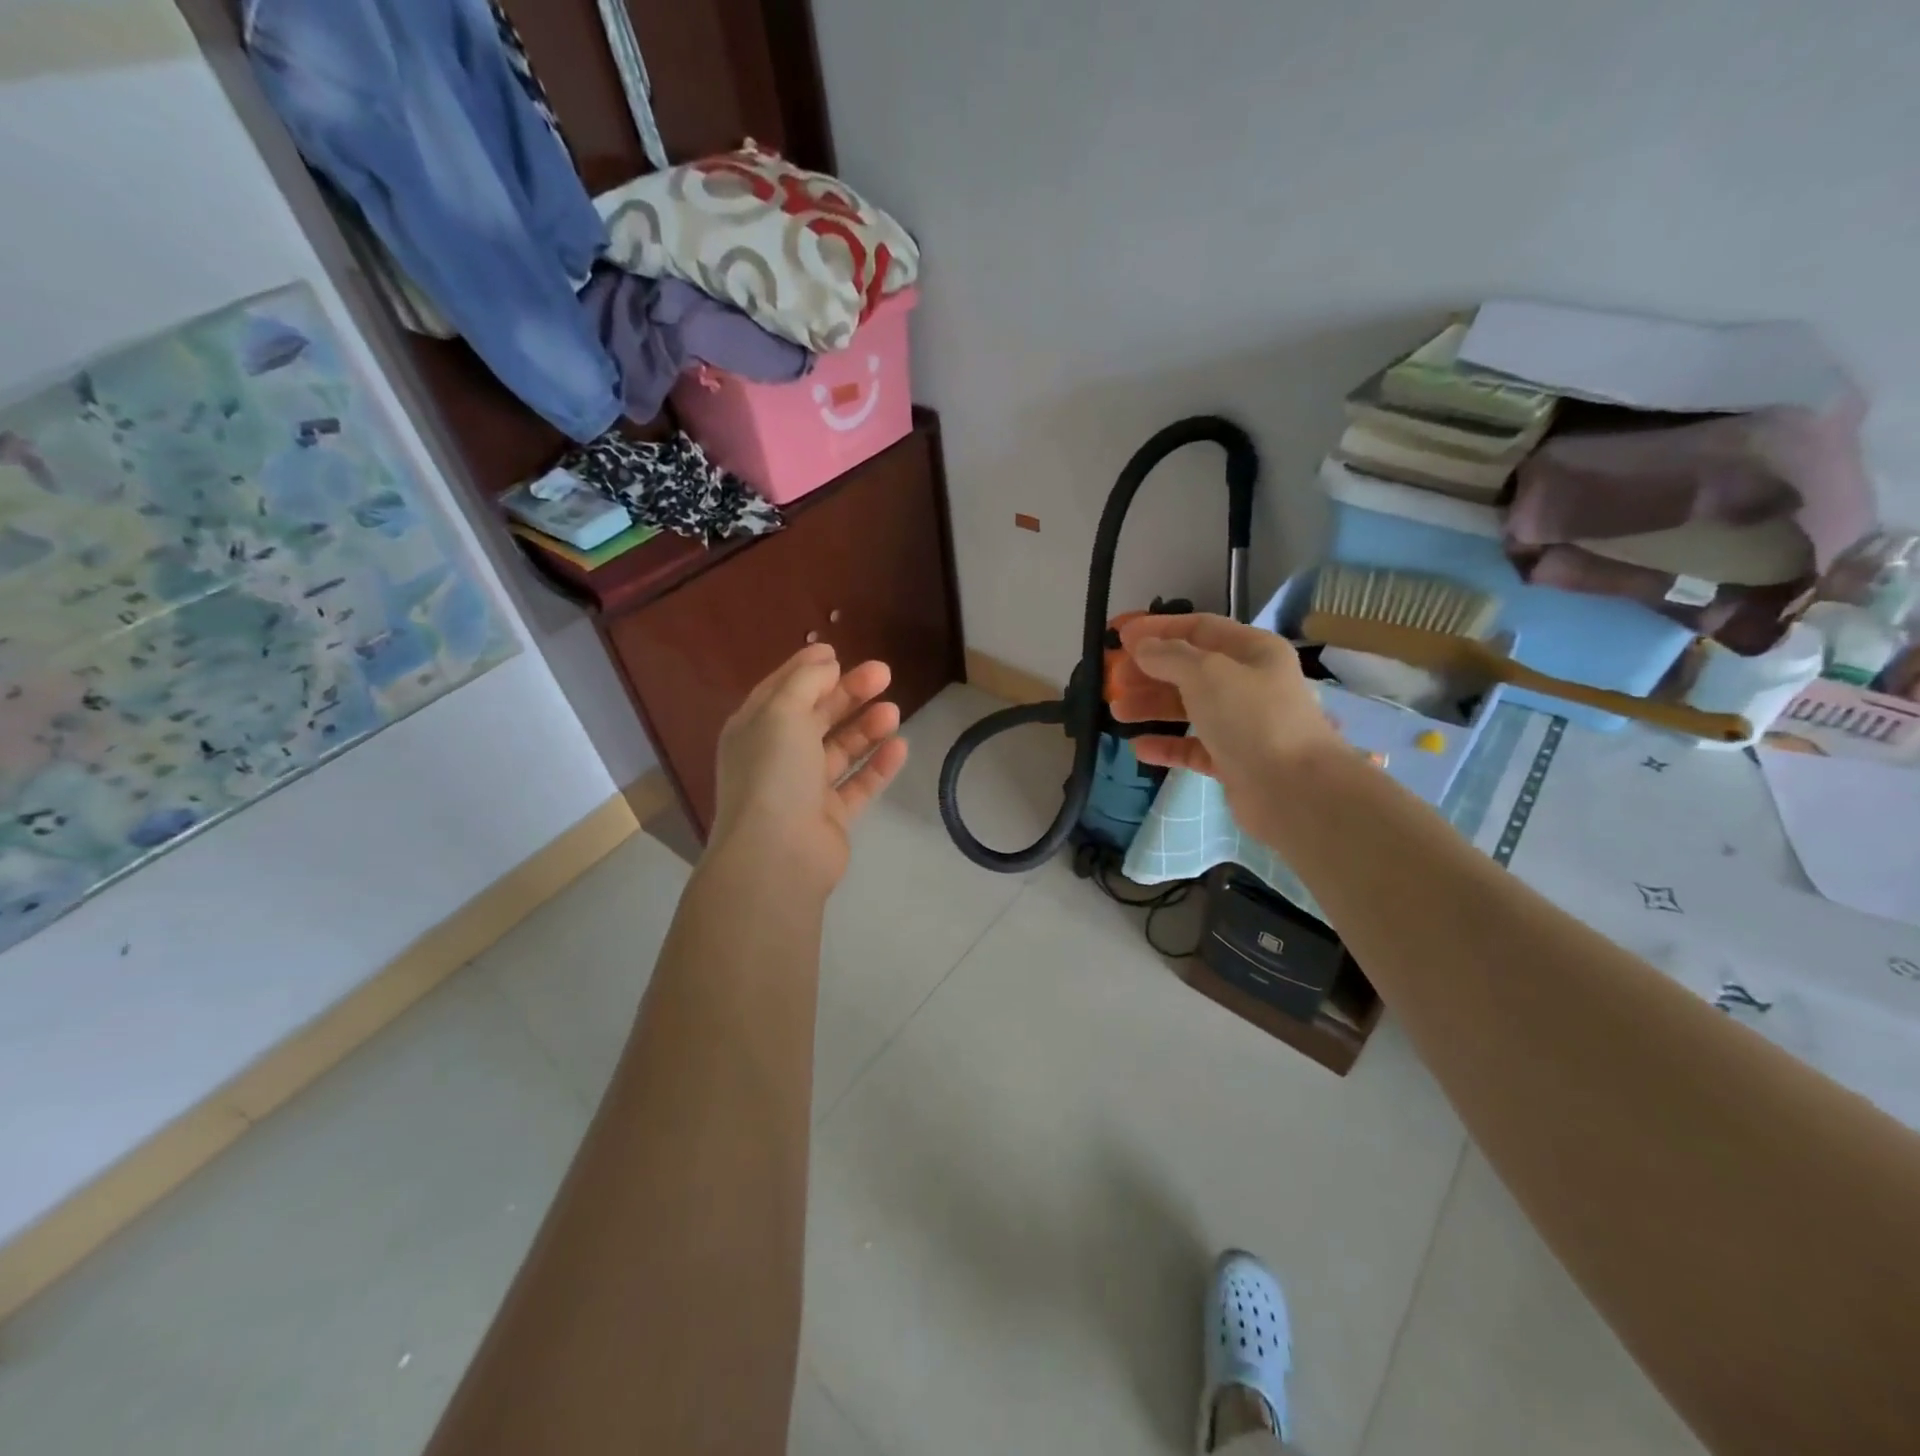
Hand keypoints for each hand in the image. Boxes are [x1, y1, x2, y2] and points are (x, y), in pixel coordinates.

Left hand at [708, 644, 908, 894]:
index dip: (808, 669)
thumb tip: (826, 662)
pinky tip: (900, 745)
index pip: (781, 690)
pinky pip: (858, 784)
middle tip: (884, 673)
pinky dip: (877, 765)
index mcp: (754, 729)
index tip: (838, 652)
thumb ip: (806, 681)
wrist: (777, 853)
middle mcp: (776, 757)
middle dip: (848, 693)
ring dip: (866, 727)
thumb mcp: (782, 712)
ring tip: (894, 711)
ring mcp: (804, 789)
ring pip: (840, 749)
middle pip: (816, 716)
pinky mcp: (831, 817)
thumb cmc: (774, 772)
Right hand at [1111, 614, 1340, 847]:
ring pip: (1188, 708)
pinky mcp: (1233, 761)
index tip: (1119, 636)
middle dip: (1149, 671)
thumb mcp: (1206, 674)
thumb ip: (1169, 656)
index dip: (1158, 629)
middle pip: (1189, 669)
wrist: (1294, 791)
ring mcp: (1241, 724)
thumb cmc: (1252, 719)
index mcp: (1252, 651)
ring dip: (1151, 706)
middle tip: (1113, 679)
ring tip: (1116, 713)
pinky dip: (1166, 745)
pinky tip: (1139, 748)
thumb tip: (1141, 645)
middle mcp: (1248, 683)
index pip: (1199, 628)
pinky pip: (1192, 747)